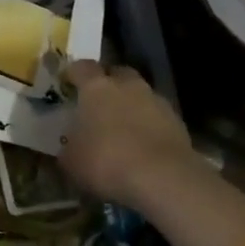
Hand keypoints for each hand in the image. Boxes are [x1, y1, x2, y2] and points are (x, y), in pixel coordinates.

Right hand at [59, 60, 203, 212]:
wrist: (163, 178)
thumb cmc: (107, 161)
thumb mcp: (72, 161)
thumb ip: (68, 148)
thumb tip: (69, 147)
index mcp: (96, 87)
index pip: (82, 67)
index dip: (73, 74)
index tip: (67, 83)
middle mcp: (127, 86)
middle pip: (116, 73)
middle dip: (108, 84)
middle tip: (98, 103)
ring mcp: (156, 101)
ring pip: (140, 94)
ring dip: (131, 105)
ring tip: (123, 128)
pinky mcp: (177, 121)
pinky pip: (157, 116)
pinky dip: (150, 125)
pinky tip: (143, 146)